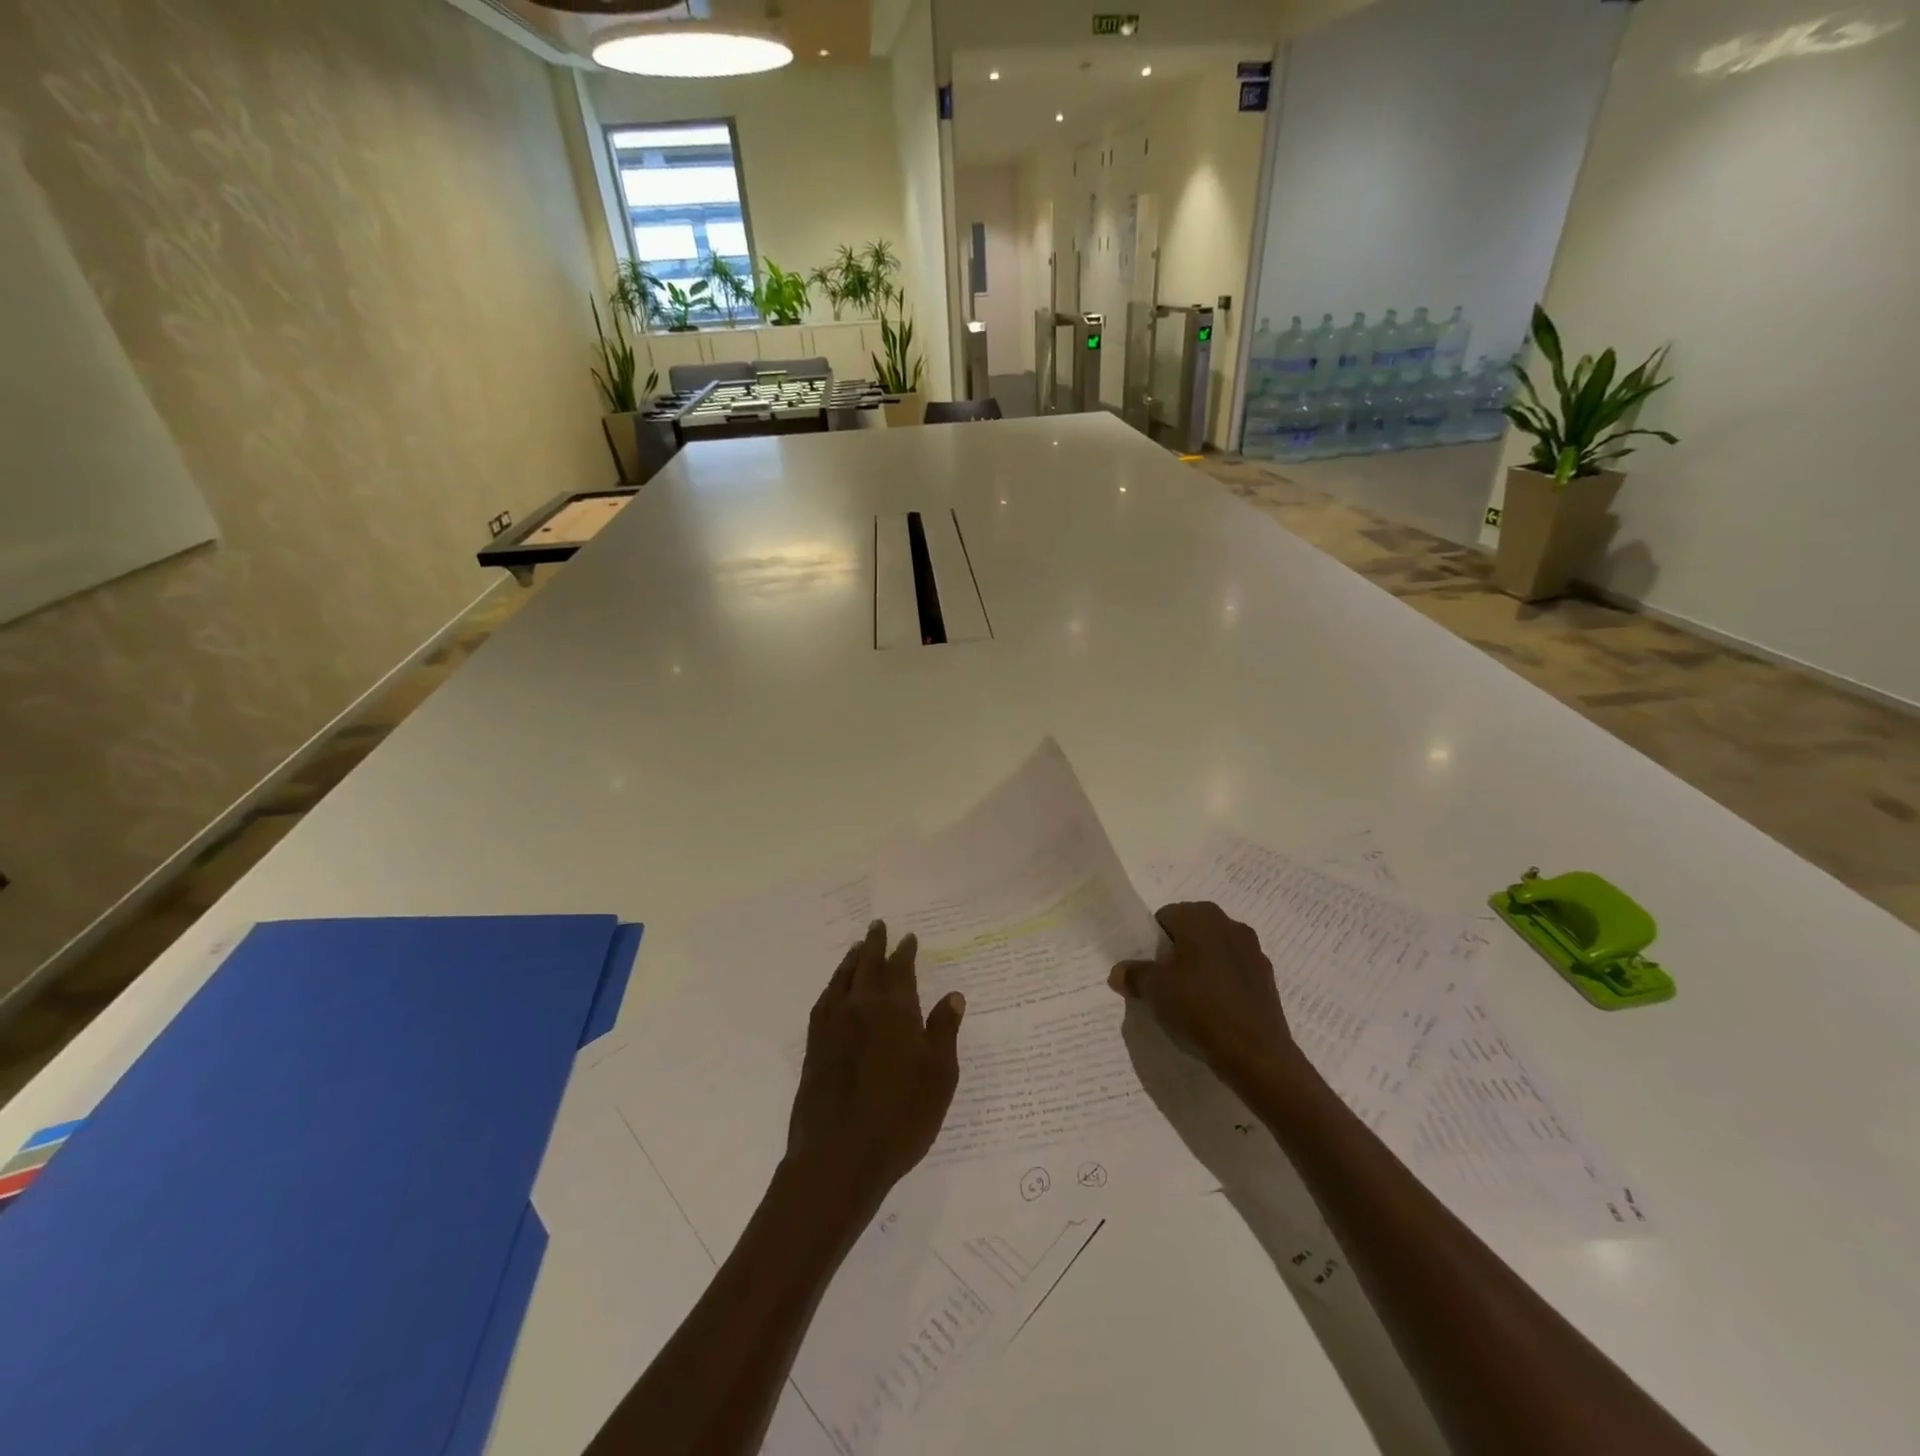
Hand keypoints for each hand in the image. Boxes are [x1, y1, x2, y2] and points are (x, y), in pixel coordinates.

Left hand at [786, 921, 965, 1216]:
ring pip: (842, 979)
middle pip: (867, 966)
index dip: (905, 952)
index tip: (908, 938)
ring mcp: (832, 1026)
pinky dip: (832, 986)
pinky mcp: (814, 1047)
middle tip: (877, 925)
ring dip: (851, 960)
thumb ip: (944, 1031)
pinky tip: (834, 991)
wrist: (839, 1157)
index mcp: (894, 1011)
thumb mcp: (938, 1076)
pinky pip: (824, 1001)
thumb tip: (953, 995)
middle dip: (874, 944)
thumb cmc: (900, 1117)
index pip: (900, 970)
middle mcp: (860, 1008)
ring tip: (857, 948)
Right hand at [1109, 901, 1299, 1086]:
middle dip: (1176, 952)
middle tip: (1163, 982)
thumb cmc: (1199, 1007)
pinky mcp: (1267, 978)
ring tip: (1188, 999)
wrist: (1256, 1053)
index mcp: (1201, 917)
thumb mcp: (1154, 990)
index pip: (1166, 917)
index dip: (1152, 941)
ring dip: (1200, 967)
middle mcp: (1230, 925)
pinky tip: (1213, 1011)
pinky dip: (1222, 984)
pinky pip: (1234, 973)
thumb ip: (1133, 974)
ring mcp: (1253, 951)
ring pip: (1214, 952)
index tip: (1147, 967)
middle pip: (1192, 932)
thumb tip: (1118, 972)